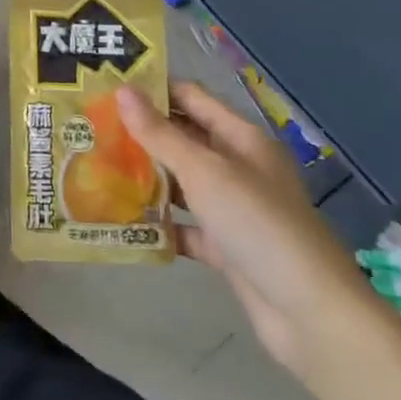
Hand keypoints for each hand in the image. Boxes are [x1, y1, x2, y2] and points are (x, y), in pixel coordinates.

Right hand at [119, 83, 380, 377]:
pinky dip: (157, 224)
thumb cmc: (258, 224)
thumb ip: (161, 134)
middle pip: (183, 139)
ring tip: (94, 167)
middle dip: (141, 133)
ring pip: (180, 183)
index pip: (191, 98)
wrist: (309, 312)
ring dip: (144, 177)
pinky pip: (182, 226)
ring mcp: (231, 208)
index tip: (105, 87)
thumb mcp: (205, 172)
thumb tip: (122, 90)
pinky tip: (119, 220)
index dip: (153, 90)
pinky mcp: (224, 246)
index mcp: (241, 139)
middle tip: (90, 128)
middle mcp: (237, 168)